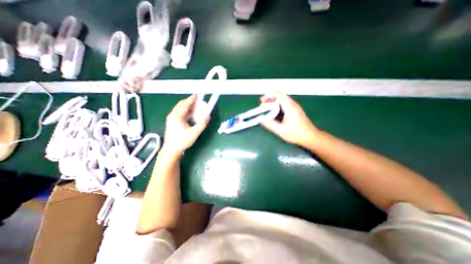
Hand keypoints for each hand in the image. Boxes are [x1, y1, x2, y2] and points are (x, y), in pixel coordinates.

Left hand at [163, 95, 209, 155]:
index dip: (192, 99)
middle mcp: (173, 115)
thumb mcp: (195, 133)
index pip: (185, 104)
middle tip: (197, 101)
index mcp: (177, 116)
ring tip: (196, 107)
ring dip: (187, 106)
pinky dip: (185, 111)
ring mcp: (171, 118)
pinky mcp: (171, 122)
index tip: (197, 94)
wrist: (171, 150)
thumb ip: (202, 124)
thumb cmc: (182, 141)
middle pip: (181, 104)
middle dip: (189, 101)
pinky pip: (179, 113)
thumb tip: (208, 116)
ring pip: (180, 108)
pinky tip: (191, 114)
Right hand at [259, 91, 317, 146]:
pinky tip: (275, 110)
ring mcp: (295, 107)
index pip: (279, 96)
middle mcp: (293, 104)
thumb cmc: (296, 134)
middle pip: (280, 96)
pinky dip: (278, 103)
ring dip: (274, 100)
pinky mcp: (296, 110)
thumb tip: (260, 118)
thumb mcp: (280, 130)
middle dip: (270, 98)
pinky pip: (286, 102)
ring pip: (283, 99)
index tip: (262, 100)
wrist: (310, 136)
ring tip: (267, 106)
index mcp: (289, 107)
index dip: (269, 96)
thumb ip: (269, 124)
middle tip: (263, 104)